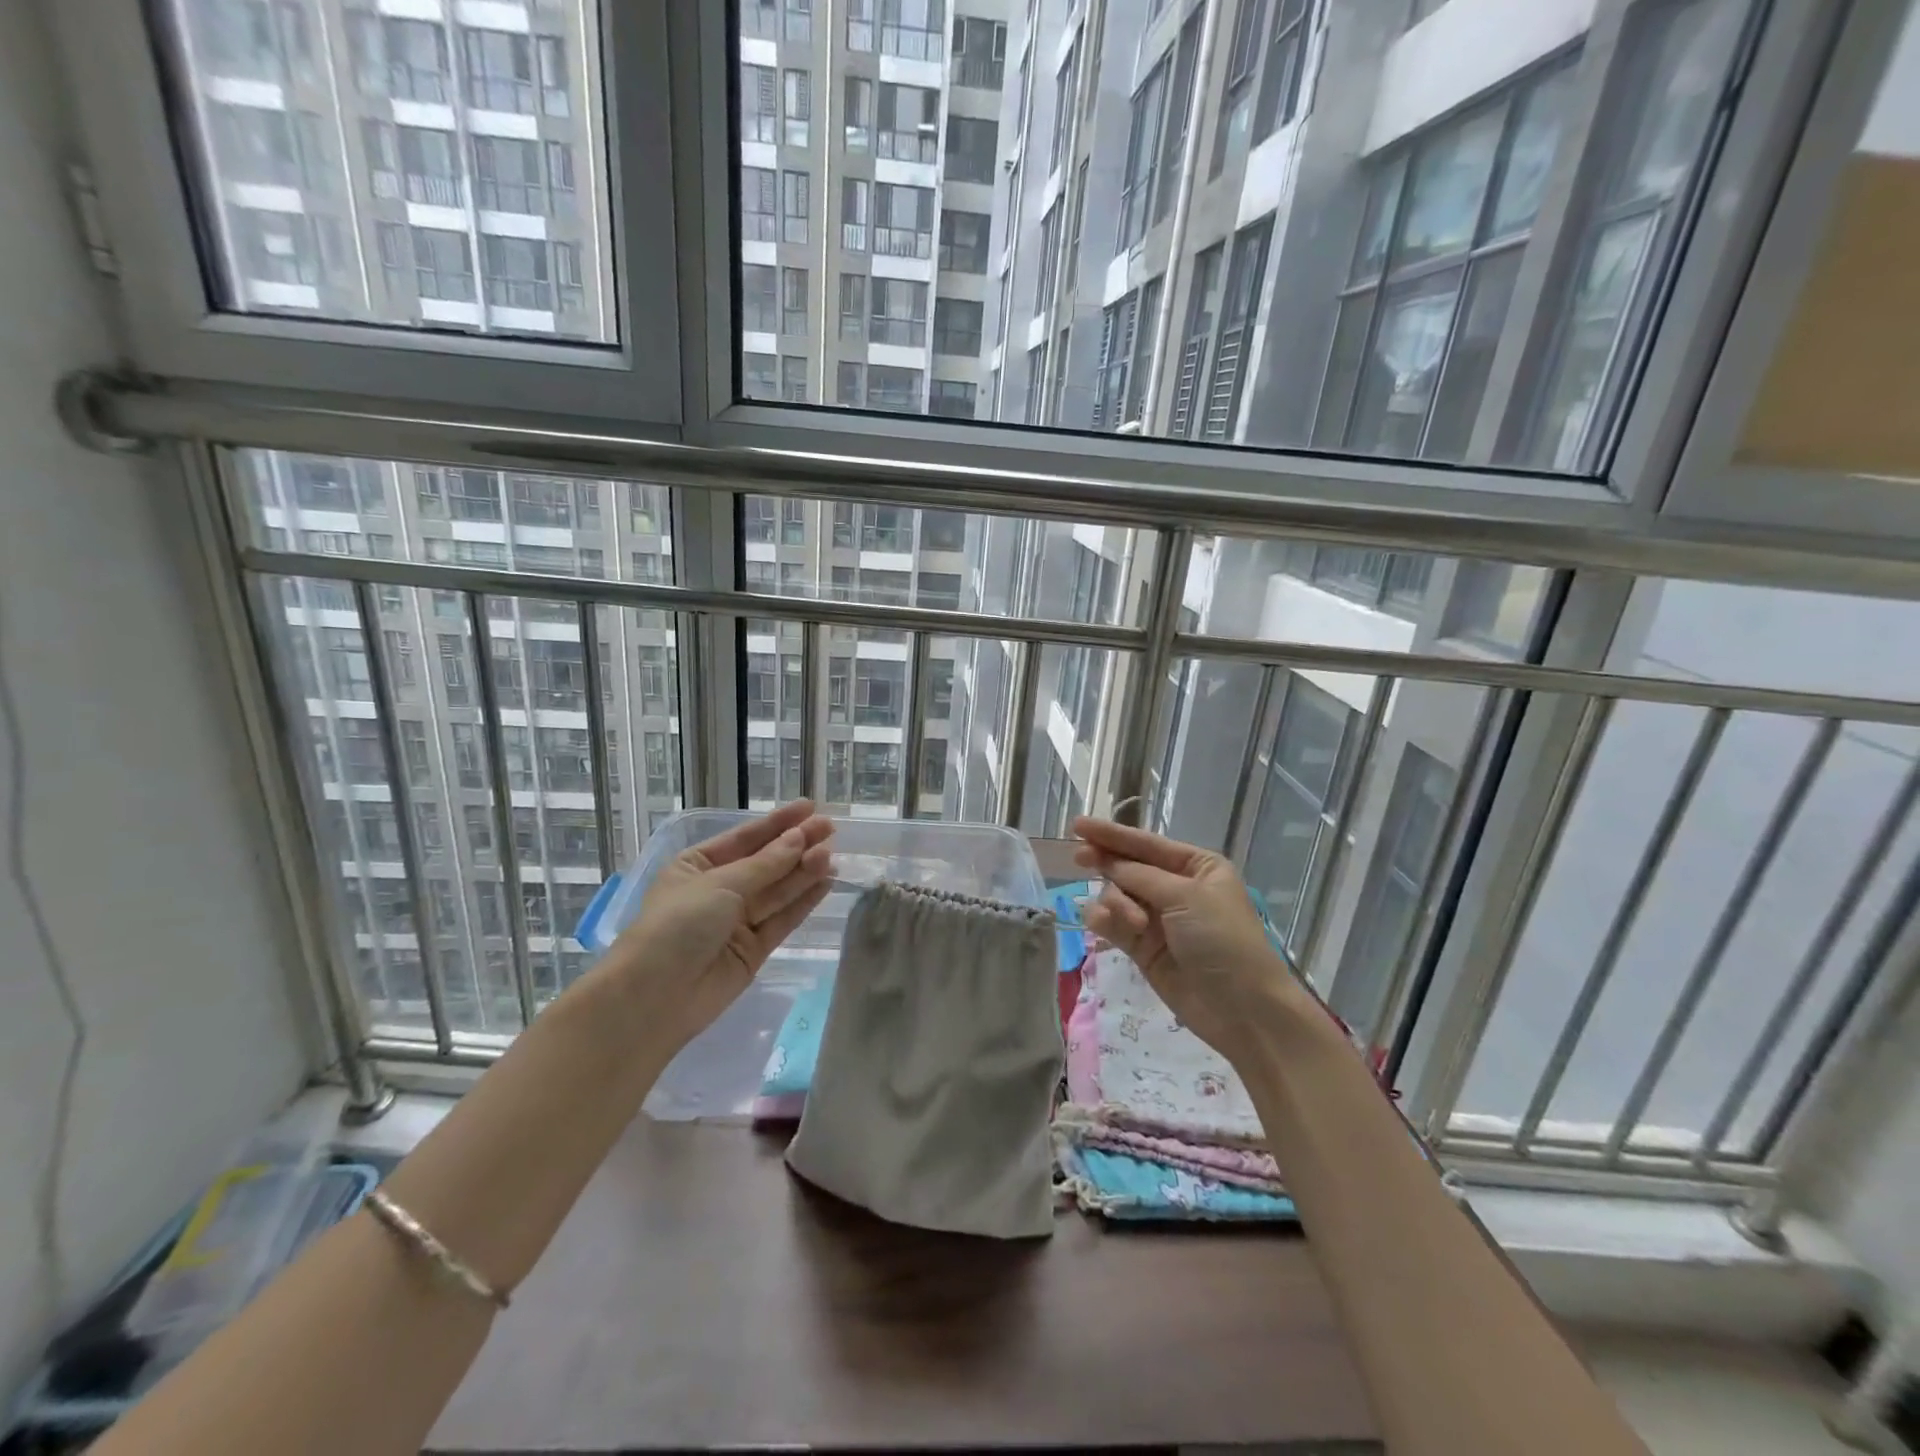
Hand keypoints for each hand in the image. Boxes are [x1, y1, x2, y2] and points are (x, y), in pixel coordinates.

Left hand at [608, 801, 833, 1052]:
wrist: (655, 997)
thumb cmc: (677, 926)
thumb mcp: (720, 884)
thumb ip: (765, 864)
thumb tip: (799, 838)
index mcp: (698, 866)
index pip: (745, 838)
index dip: (778, 822)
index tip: (809, 806)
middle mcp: (719, 890)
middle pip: (766, 863)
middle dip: (796, 845)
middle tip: (830, 828)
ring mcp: (737, 921)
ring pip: (778, 890)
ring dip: (804, 871)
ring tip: (832, 853)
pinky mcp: (754, 950)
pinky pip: (783, 919)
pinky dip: (804, 901)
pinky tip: (826, 882)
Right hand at [1072, 817, 1301, 1063]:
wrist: (1242, 1008)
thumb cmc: (1223, 940)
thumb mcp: (1186, 897)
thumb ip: (1140, 875)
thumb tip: (1107, 861)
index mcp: (1196, 867)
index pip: (1146, 844)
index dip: (1111, 834)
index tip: (1078, 825)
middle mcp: (1175, 888)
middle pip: (1128, 867)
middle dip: (1106, 863)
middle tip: (1079, 857)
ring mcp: (1157, 919)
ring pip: (1116, 895)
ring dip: (1116, 902)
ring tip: (1132, 923)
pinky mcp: (1142, 948)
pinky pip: (1113, 924)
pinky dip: (1105, 921)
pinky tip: (1103, 926)